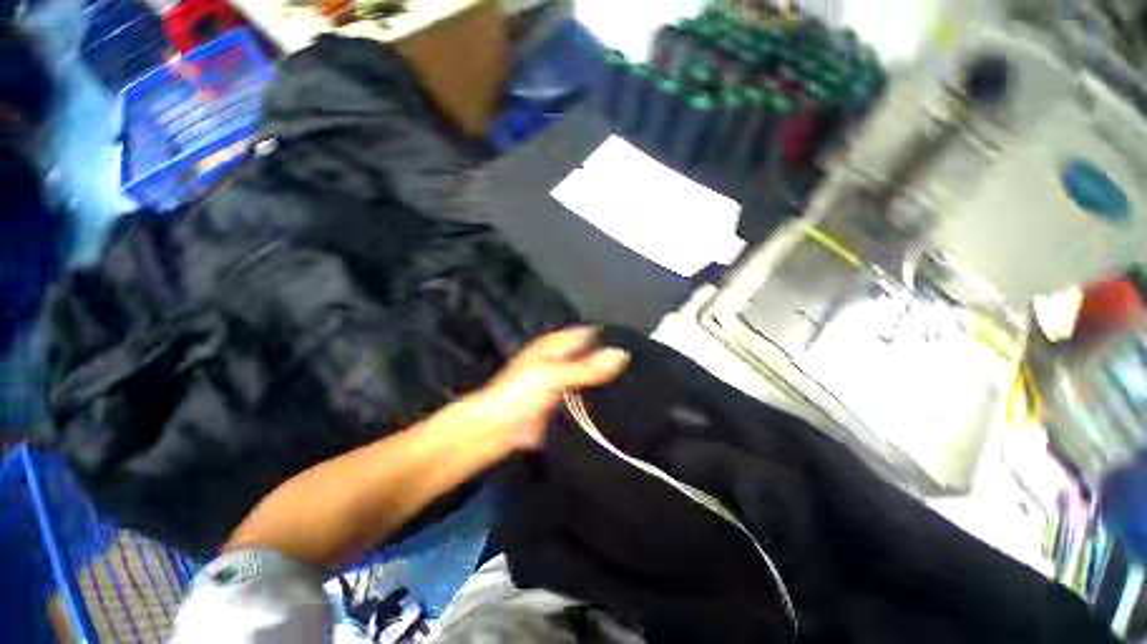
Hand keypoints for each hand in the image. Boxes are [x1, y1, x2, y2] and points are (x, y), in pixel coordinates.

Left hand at [462, 327, 629, 451]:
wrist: (497, 429)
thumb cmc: (521, 394)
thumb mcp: (554, 376)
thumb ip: (587, 367)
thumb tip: (622, 354)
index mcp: (556, 345)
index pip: (588, 334)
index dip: (609, 337)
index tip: (637, 345)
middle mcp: (561, 359)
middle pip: (591, 354)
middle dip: (611, 360)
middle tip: (642, 367)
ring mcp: (562, 381)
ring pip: (589, 376)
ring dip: (606, 380)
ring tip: (636, 384)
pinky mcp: (563, 402)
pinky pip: (585, 396)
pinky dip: (598, 398)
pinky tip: (618, 404)